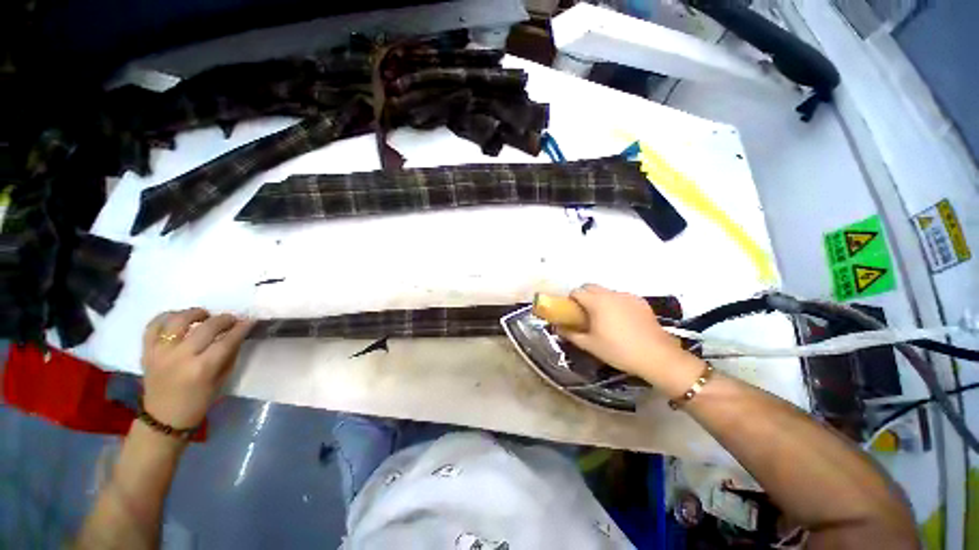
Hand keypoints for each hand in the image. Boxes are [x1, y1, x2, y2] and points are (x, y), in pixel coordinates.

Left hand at [141, 308, 253, 428]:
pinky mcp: (146, 351)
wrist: (163, 418)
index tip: (250, 320)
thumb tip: (237, 335)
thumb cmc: (198, 401)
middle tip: (232, 319)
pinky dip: (166, 317)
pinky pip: (153, 326)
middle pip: (206, 327)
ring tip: (204, 315)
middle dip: (224, 319)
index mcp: (202, 368)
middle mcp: (180, 357)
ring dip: (195, 313)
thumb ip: (228, 355)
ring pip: (178, 320)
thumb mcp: (221, 380)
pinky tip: (178, 318)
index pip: (227, 340)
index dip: (241, 328)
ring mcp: (160, 353)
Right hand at [558, 284, 701, 392]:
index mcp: (596, 302)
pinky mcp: (640, 302)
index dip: (570, 300)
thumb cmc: (618, 350)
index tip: (571, 312)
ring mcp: (627, 296)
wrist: (657, 356)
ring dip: (600, 299)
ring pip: (606, 292)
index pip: (577, 292)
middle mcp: (611, 294)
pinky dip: (615, 303)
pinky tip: (621, 320)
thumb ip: (570, 334)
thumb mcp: (590, 345)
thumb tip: (558, 328)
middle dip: (584, 296)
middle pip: (591, 287)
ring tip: (604, 318)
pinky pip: (621, 297)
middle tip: (584, 314)